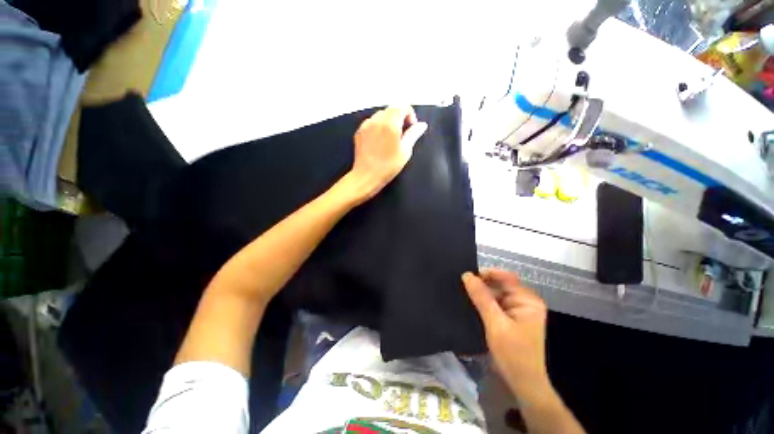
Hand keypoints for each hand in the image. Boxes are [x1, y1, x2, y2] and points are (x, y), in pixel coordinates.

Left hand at [346, 106, 427, 201]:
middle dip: (399, 118)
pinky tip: (380, 141)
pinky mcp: (359, 131)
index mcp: (390, 122)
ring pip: (381, 115)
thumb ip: (413, 134)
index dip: (410, 115)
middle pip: (391, 109)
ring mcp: (366, 125)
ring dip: (389, 121)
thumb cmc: (388, 166)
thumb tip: (422, 125)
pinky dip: (378, 126)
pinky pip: (371, 122)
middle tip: (402, 135)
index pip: (402, 106)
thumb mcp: (405, 151)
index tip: (411, 129)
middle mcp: (377, 119)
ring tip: (390, 139)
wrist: (366, 176)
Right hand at [462, 270, 550, 400]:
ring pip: (498, 295)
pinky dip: (486, 305)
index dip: (486, 274)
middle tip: (462, 288)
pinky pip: (498, 305)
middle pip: (501, 285)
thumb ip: (481, 298)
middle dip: (482, 285)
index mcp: (527, 300)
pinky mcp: (514, 320)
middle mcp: (525, 302)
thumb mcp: (495, 324)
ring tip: (464, 296)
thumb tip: (467, 275)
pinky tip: (473, 307)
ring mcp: (520, 311)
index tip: (467, 278)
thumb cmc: (514, 355)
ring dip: (483, 296)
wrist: (526, 385)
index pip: (505, 277)